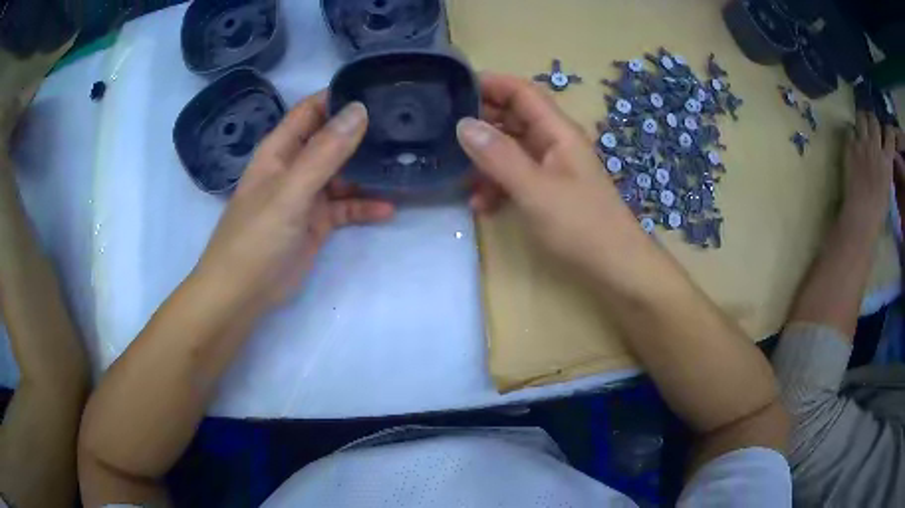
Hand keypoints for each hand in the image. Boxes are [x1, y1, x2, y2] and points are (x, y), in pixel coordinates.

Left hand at [194, 92, 393, 307]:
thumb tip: (359, 110)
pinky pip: (346, 208)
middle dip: (363, 132)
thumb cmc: (256, 237)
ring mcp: (307, 195)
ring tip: (405, 162)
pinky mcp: (317, 223)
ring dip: (369, 170)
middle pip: (332, 139)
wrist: (242, 293)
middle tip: (404, 124)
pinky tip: (389, 209)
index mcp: (280, 150)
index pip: (311, 110)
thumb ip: (324, 152)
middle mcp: (295, 166)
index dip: (339, 96)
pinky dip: (365, 207)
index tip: (378, 88)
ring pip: (343, 173)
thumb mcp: (290, 191)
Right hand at [457, 73, 648, 274]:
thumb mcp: (536, 190)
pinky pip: (516, 175)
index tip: (453, 87)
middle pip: (514, 117)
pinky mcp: (548, 191)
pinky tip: (480, 204)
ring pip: (511, 148)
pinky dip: (497, 184)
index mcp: (557, 131)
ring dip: (485, 157)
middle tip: (443, 128)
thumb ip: (499, 156)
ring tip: (456, 171)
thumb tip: (463, 124)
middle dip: (481, 120)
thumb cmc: (581, 225)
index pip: (522, 92)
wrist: (616, 267)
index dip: (491, 83)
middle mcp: (554, 142)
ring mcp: (551, 167)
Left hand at [843, 112, 901, 225]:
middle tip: (871, 126)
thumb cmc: (878, 208)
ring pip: (861, 116)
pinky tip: (852, 137)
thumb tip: (885, 155)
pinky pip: (849, 128)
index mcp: (887, 161)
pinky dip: (850, 130)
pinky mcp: (850, 146)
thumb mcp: (888, 185)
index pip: (890, 134)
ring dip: (862, 119)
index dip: (889, 130)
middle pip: (874, 119)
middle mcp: (876, 147)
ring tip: (861, 126)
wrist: (861, 213)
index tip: (887, 131)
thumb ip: (886, 166)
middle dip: (873, 120)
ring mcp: (862, 144)